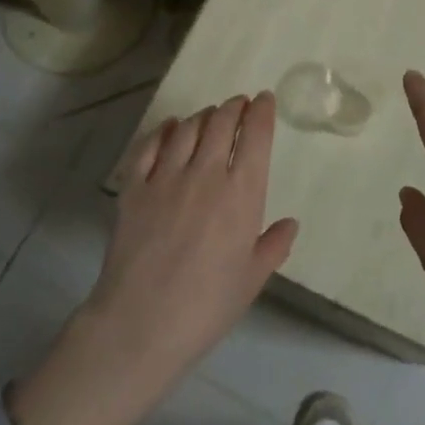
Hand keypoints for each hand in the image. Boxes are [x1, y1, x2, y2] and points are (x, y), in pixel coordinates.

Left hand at [89, 95, 296, 390]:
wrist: (141, 324)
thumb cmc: (207, 306)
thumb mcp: (252, 279)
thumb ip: (273, 246)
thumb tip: (290, 224)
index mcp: (241, 194)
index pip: (255, 136)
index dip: (261, 111)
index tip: (264, 99)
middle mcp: (205, 174)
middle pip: (221, 122)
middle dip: (233, 107)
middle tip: (238, 103)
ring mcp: (166, 177)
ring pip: (187, 128)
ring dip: (202, 115)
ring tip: (209, 115)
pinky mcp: (134, 187)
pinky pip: (149, 146)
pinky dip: (163, 130)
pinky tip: (169, 127)